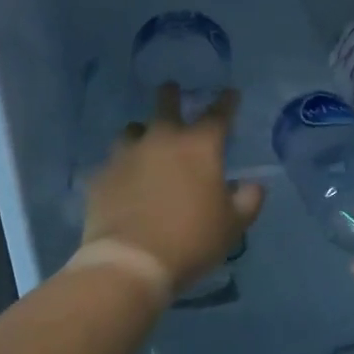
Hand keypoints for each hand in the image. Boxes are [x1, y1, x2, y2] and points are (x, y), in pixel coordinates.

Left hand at [82, 85, 264, 291]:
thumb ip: (248, 200)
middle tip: (172, 91)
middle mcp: (161, 139)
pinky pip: (111, 163)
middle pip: (166, 104)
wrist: (131, 262)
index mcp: (199, 147)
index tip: (230, 94)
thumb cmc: (192, 240)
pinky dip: (120, 167)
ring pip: (132, 130)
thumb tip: (253, 184)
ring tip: (144, 142)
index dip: (227, 102)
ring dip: (142, 133)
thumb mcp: (233, 226)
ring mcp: (126, 155)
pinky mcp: (100, 175)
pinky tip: (122, 179)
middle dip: (172, 95)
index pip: (218, 114)